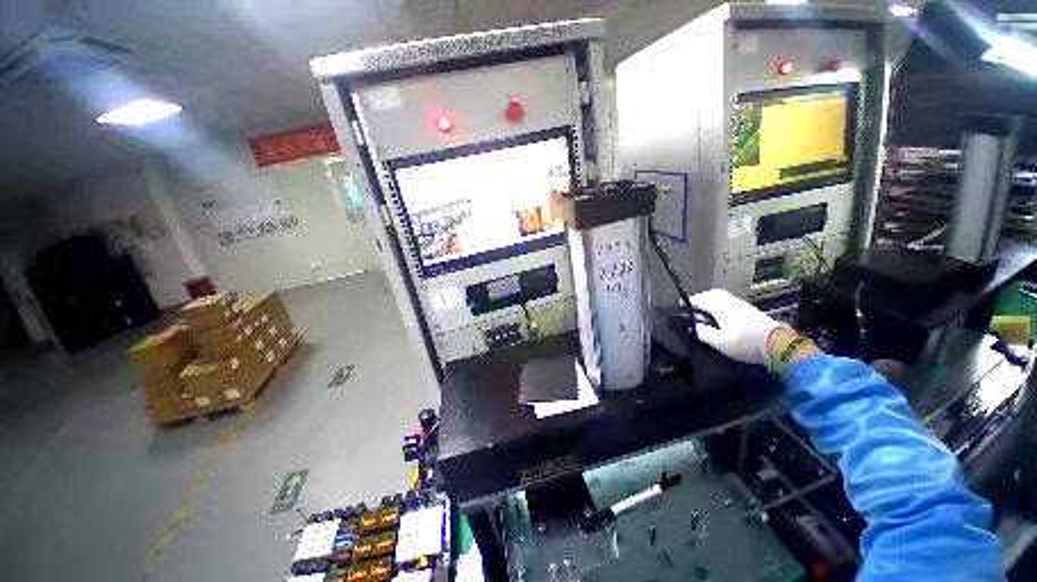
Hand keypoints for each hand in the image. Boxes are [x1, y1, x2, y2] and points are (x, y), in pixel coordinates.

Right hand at [690, 288, 788, 370]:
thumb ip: (702, 332)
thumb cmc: (744, 343)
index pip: (698, 299)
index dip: (687, 302)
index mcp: (719, 306)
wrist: (778, 344)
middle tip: (692, 308)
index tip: (678, 306)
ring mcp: (741, 304)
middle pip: (711, 294)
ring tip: (704, 313)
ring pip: (721, 297)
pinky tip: (720, 316)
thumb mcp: (719, 342)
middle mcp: (729, 301)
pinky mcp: (749, 310)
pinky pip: (728, 301)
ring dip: (710, 301)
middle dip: (699, 299)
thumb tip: (693, 326)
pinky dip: (720, 305)